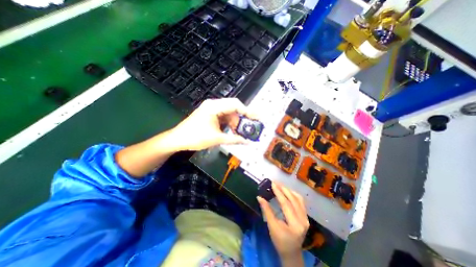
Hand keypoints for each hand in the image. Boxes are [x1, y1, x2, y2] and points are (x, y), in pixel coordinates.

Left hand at [168, 98, 254, 152]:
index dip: (247, 111)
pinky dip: (229, 123)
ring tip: (239, 133)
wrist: (178, 140)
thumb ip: (234, 139)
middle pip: (233, 108)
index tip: (256, 118)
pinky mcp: (210, 114)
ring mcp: (211, 109)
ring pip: (229, 113)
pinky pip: (224, 117)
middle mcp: (213, 105)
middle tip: (248, 128)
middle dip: (241, 119)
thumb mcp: (217, 139)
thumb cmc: (195, 138)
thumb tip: (247, 142)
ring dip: (235, 122)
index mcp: (214, 107)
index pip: (235, 105)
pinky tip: (232, 131)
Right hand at [257, 182, 308, 264]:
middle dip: (283, 189)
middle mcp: (303, 220)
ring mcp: (306, 218)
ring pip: (298, 199)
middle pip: (293, 199)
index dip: (278, 192)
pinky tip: (287, 191)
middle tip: (275, 182)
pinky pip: (300, 202)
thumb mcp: (272, 226)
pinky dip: (293, 194)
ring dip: (288, 190)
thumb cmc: (280, 241)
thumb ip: (266, 210)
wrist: (292, 253)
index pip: (286, 204)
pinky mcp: (305, 216)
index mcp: (295, 224)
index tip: (272, 183)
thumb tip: (259, 197)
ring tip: (280, 185)